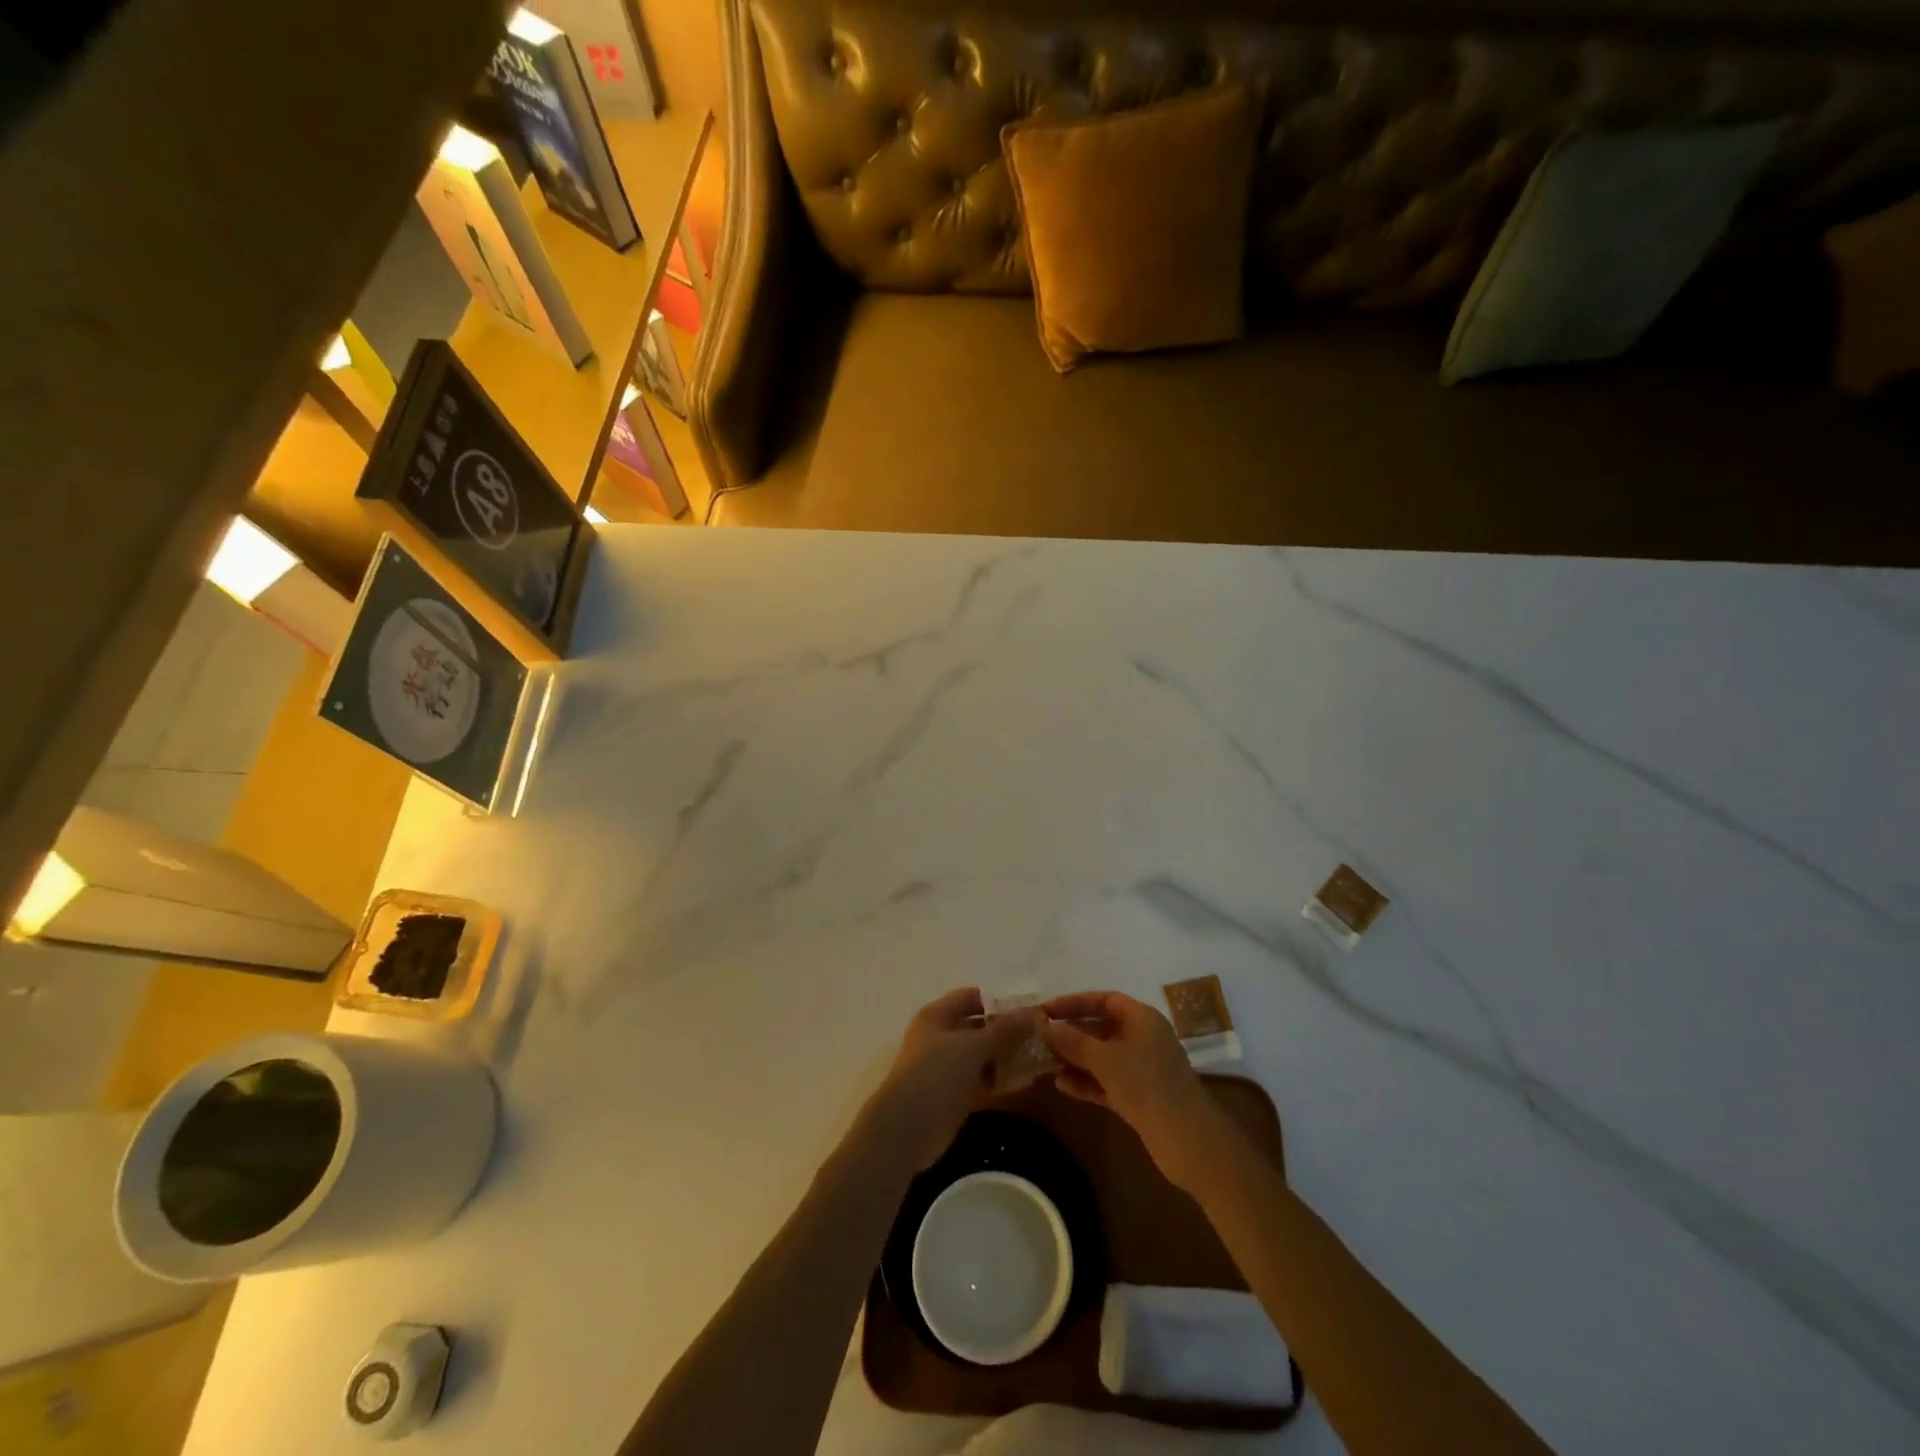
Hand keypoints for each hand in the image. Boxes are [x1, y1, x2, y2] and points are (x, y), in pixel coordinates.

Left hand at [867, 988, 1046, 1169]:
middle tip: (1040, 1034)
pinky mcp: (953, 1094)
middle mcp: (940, 1036)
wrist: (907, 1128)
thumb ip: (1004, 1029)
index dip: (999, 1001)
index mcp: (937, 1015)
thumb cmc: (937, 1073)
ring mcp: (946, 1067)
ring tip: (1039, 1057)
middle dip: (1007, 1030)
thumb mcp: (973, 1046)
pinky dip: (1000, 1079)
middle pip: (978, 1026)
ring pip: (982, 1055)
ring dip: (1006, 1056)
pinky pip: (981, 1079)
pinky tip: (1025, 1081)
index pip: (971, 997)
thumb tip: (1033, 1013)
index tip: (1028, 1007)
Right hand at [1042, 991, 1225, 1191]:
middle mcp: (1143, 1038)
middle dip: (1072, 1034)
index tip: (1047, 1010)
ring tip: (1046, 1064)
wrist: (1188, 1140)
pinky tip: (1062, 1086)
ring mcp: (1142, 1069)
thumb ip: (1074, 1042)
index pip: (1104, 1000)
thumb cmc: (1147, 1085)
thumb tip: (1047, 1028)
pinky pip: (1107, 1081)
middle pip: (1102, 1028)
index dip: (1075, 1002)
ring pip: (1102, 1057)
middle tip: (1041, 1039)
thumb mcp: (1106, 1060)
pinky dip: (1087, 1082)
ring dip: (1076, 1060)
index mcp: (1142, 1019)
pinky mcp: (1139, 1096)